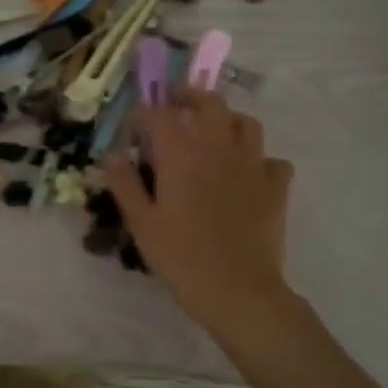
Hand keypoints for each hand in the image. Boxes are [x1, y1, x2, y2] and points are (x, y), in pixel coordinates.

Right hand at [104, 88, 293, 341]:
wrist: (238, 291)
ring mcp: (252, 165)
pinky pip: (273, 160)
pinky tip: (248, 172)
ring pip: (245, 123)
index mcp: (181, 154)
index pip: (159, 114)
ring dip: (227, 119)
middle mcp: (219, 148)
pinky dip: (260, 159)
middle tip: (175, 103)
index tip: (132, 127)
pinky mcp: (275, 187)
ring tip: (213, 130)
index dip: (142, 114)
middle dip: (189, 96)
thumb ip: (125, 184)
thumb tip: (112, 155)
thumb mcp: (141, 223)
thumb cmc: (181, 257)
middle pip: (209, 104)